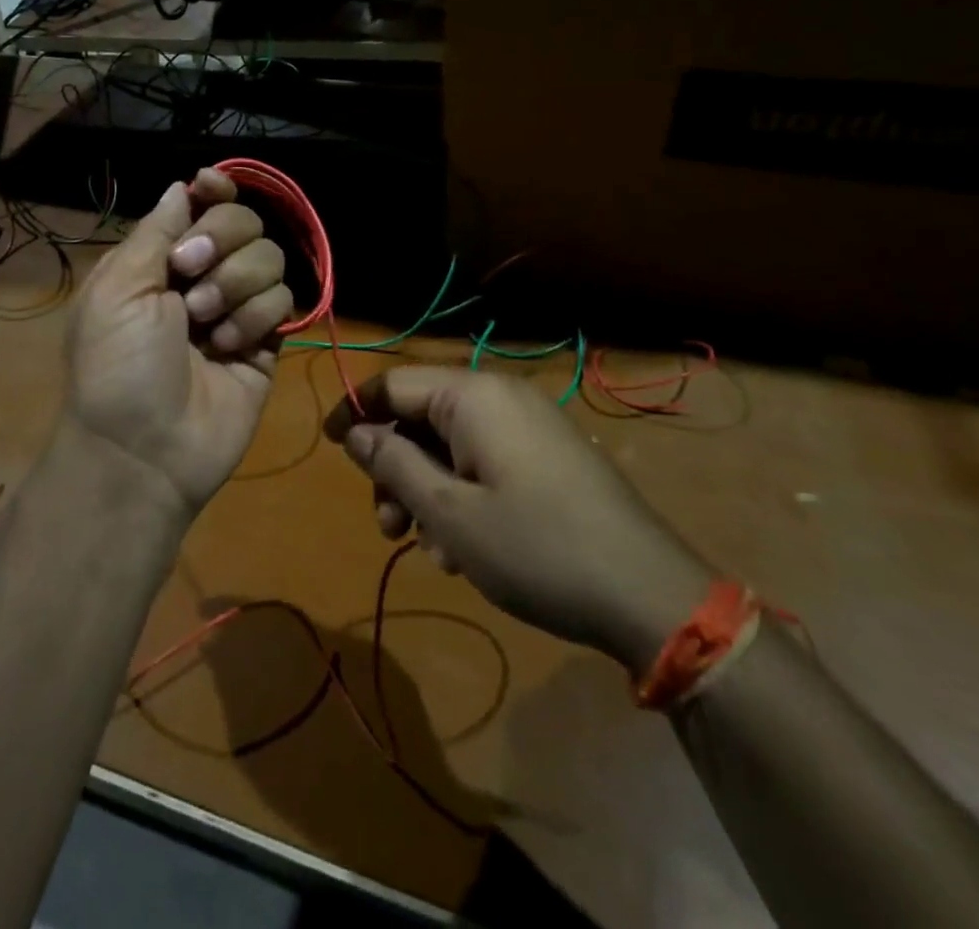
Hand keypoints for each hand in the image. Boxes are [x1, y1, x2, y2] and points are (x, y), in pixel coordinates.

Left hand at [65, 169, 292, 516]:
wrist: (144, 448)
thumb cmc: (117, 362)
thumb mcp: (117, 287)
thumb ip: (156, 230)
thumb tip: (182, 186)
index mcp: (160, 260)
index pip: (201, 205)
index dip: (214, 190)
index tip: (212, 185)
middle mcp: (203, 276)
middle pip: (244, 221)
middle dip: (221, 240)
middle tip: (189, 274)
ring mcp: (238, 308)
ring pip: (270, 257)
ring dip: (236, 284)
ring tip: (206, 324)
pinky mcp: (268, 341)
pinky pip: (283, 301)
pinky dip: (255, 318)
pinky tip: (228, 348)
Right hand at [326, 368, 713, 672]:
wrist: (649, 594)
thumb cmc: (536, 548)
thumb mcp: (449, 513)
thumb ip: (394, 464)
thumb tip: (355, 432)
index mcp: (472, 396)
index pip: (393, 384)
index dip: (354, 412)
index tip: (329, 447)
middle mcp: (500, 397)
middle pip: (421, 416)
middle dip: (395, 468)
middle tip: (386, 527)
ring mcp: (529, 425)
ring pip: (451, 444)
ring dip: (427, 490)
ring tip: (430, 550)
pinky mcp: (548, 454)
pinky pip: (485, 459)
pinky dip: (463, 494)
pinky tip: (465, 549)